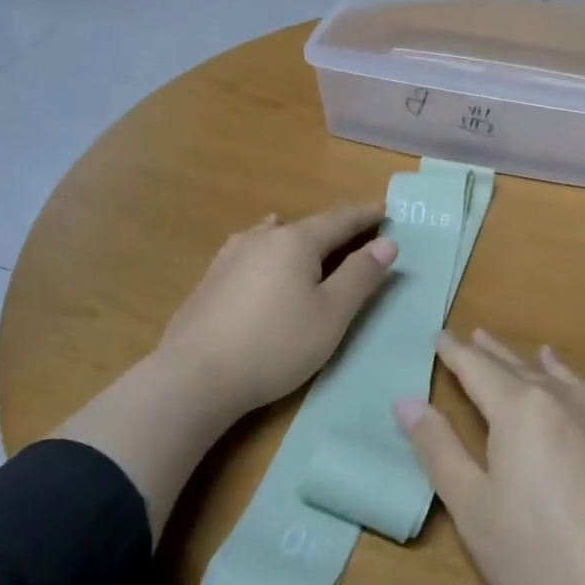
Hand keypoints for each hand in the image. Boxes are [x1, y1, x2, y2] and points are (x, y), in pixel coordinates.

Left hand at [155, 204, 398, 420]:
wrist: (196, 374)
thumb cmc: (277, 344)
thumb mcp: (332, 314)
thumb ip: (360, 276)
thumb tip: (388, 242)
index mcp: (296, 241)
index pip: (340, 220)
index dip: (365, 216)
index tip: (385, 210)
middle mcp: (262, 237)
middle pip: (306, 226)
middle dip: (334, 229)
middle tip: (355, 232)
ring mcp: (231, 255)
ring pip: (272, 235)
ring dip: (296, 236)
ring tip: (305, 237)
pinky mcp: (211, 278)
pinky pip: (251, 252)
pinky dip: (269, 251)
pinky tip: (260, 259)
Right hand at [396, 329, 584, 584]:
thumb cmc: (539, 562)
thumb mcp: (472, 509)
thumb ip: (438, 448)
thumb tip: (406, 400)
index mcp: (519, 410)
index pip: (477, 369)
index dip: (454, 353)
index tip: (438, 336)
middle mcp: (561, 402)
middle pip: (517, 368)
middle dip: (491, 353)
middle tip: (471, 335)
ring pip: (557, 378)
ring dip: (532, 363)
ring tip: (526, 350)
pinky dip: (570, 381)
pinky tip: (573, 386)